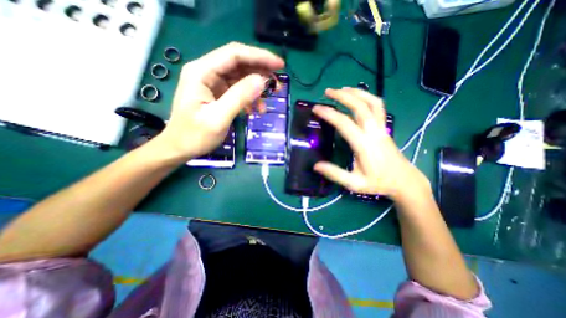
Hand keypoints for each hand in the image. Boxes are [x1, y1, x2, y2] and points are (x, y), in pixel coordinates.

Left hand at [155, 41, 282, 160]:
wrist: (180, 148)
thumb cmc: (195, 136)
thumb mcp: (218, 118)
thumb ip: (239, 97)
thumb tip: (262, 81)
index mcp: (202, 72)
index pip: (235, 55)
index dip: (260, 57)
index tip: (280, 65)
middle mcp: (206, 72)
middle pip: (239, 63)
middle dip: (261, 72)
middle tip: (277, 86)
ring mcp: (212, 83)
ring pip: (241, 77)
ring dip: (257, 87)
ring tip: (267, 102)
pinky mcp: (218, 93)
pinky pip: (238, 89)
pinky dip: (250, 98)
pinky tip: (255, 110)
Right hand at [311, 89, 426, 198]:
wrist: (404, 181)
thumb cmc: (378, 183)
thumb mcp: (354, 184)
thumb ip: (335, 174)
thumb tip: (316, 166)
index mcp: (364, 145)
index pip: (344, 123)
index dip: (329, 114)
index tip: (316, 108)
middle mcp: (374, 132)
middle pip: (359, 107)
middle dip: (342, 96)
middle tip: (327, 91)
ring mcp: (381, 128)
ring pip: (372, 103)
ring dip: (356, 93)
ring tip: (342, 89)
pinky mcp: (385, 128)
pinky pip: (378, 107)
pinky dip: (367, 97)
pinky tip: (358, 97)